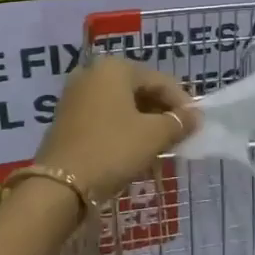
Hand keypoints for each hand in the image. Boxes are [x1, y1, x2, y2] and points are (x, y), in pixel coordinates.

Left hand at [34, 56, 196, 204]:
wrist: (58, 185)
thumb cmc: (111, 150)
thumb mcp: (152, 136)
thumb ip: (177, 123)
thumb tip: (195, 116)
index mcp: (115, 68)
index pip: (159, 80)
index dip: (181, 102)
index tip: (196, 125)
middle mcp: (93, 73)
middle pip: (139, 89)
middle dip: (161, 112)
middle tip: (179, 136)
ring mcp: (76, 95)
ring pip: (121, 104)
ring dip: (144, 122)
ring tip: (161, 145)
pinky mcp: (67, 118)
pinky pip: (104, 116)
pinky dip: (123, 128)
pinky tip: (134, 149)